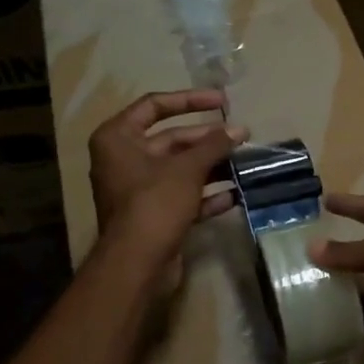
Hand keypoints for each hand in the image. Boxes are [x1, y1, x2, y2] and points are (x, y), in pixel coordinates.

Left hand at [89, 90, 244, 292]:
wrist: (137, 263)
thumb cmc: (155, 203)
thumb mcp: (187, 168)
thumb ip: (214, 145)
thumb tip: (239, 129)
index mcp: (118, 138)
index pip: (154, 106)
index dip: (190, 100)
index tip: (222, 102)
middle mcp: (124, 160)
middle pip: (171, 139)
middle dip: (208, 139)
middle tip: (242, 136)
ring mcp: (138, 190)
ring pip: (180, 169)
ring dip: (212, 166)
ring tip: (245, 163)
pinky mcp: (154, 215)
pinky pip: (183, 196)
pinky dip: (207, 195)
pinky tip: (235, 195)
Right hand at [308, 194, 363, 363]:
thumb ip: (352, 252)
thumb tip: (312, 247)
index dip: (351, 204)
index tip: (324, 200)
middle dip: (336, 252)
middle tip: (299, 253)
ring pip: (362, 286)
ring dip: (338, 287)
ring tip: (300, 288)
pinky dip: (349, 317)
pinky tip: (322, 318)